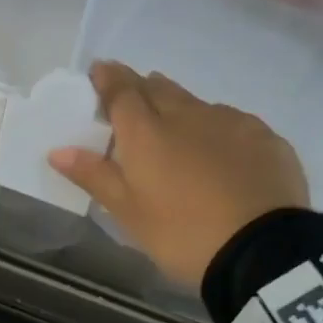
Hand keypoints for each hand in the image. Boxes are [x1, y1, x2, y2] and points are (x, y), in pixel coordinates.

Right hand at [47, 61, 308, 284]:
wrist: (263, 252)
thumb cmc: (182, 234)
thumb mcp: (129, 213)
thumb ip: (94, 176)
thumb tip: (57, 150)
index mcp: (146, 132)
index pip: (121, 90)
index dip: (107, 77)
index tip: (99, 70)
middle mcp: (187, 114)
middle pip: (158, 88)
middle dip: (141, 86)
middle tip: (132, 97)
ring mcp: (230, 122)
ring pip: (196, 103)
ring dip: (179, 107)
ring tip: (175, 127)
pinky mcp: (265, 137)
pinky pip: (232, 122)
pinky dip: (216, 128)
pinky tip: (220, 151)